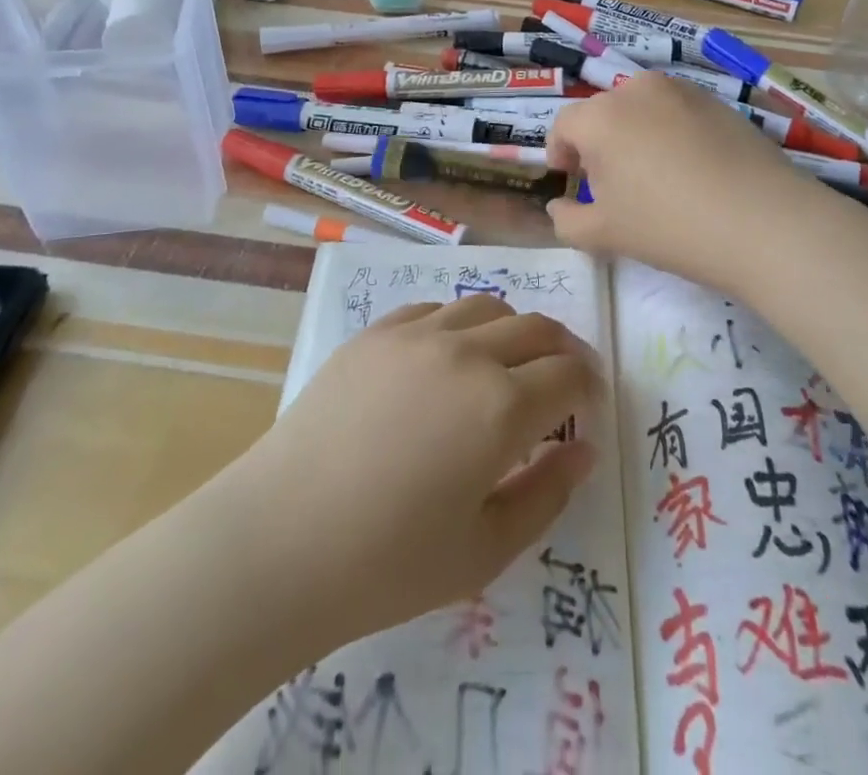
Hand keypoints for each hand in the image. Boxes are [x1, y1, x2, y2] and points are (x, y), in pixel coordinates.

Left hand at [234, 294, 603, 649]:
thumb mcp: (486, 550)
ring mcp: (417, 334)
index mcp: (502, 406)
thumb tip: (584, 449)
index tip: (588, 408)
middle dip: (563, 350)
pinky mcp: (376, 332)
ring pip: (488, 306)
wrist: (279, 541)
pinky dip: (459, 324)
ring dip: (514, 329)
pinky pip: (434, 309)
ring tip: (507, 363)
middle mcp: (467, 353)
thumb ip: (548, 494)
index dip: (589, 387)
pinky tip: (448, 356)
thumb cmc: (388, 563)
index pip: (569, 375)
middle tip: (564, 379)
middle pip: (537, 328)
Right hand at [546, 71, 836, 289]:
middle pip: (603, 113)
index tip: (571, 180)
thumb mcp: (604, 234)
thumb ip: (567, 220)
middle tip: (614, 185)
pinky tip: (692, 170)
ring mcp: (682, 91)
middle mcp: (637, 90)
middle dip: (599, 145)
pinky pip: (678, 112)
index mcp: (601, 116)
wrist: (762, 221)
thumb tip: (559, 206)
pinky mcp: (718, 101)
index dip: (561, 152)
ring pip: (642, 109)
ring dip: (635, 134)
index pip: (564, 125)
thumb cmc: (669, 226)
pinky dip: (672, 133)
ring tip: (655, 176)